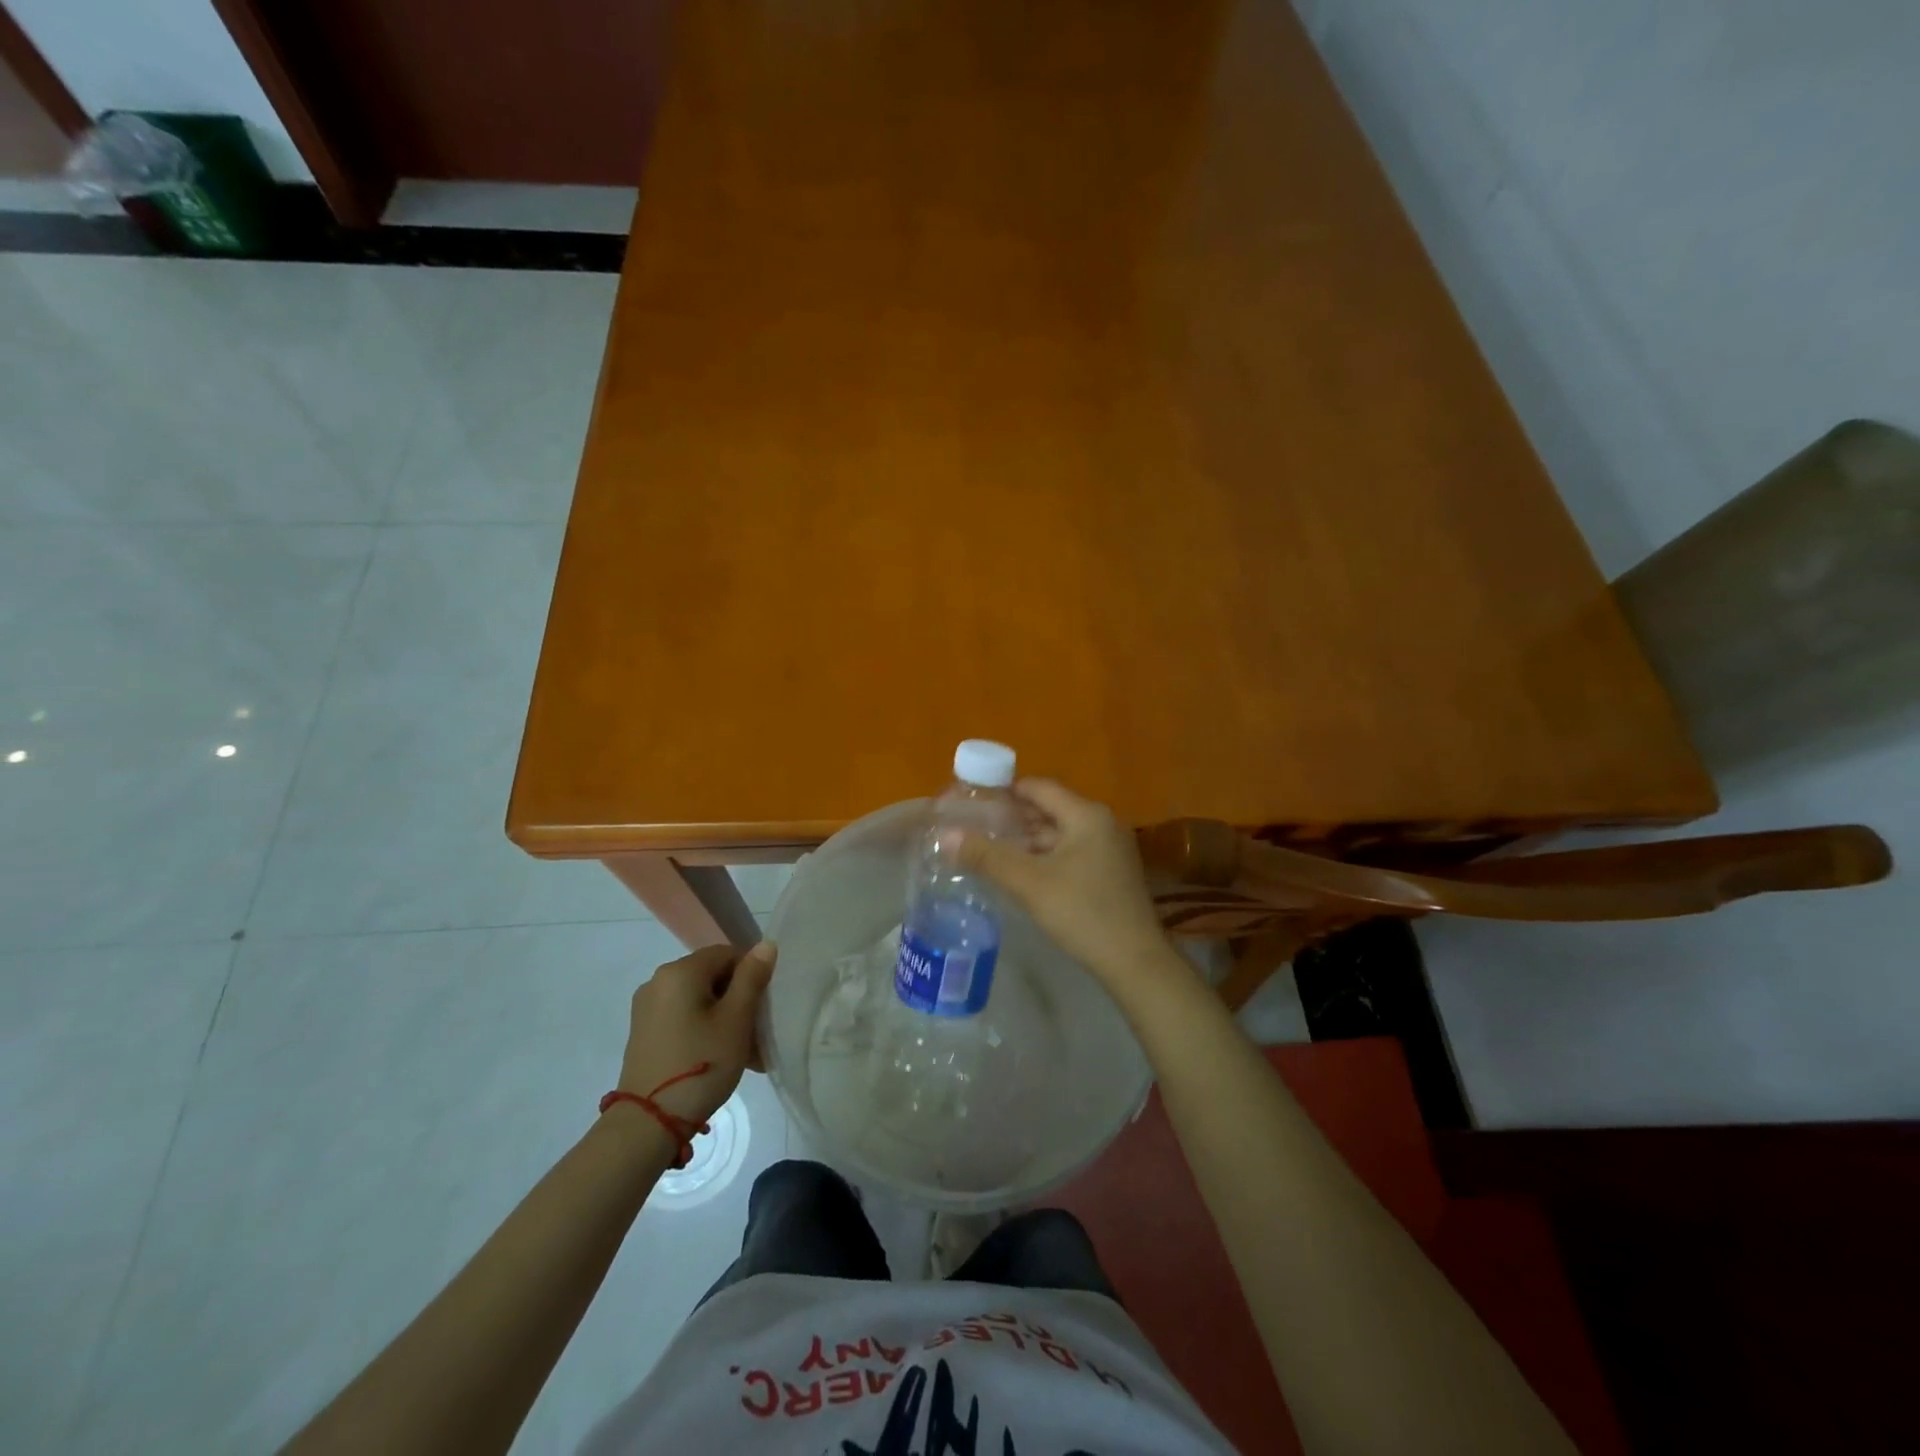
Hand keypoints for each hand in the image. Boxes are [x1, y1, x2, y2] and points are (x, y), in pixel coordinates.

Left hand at [618, 942, 776, 1125]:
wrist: (648, 1123)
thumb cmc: (701, 1063)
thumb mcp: (736, 1019)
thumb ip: (752, 978)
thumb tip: (765, 944)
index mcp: (680, 971)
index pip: (727, 954)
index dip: (751, 975)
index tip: (762, 1007)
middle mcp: (658, 981)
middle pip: (712, 976)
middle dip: (738, 998)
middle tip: (756, 1032)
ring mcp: (647, 1008)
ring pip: (698, 999)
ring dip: (723, 1016)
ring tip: (742, 1050)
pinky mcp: (643, 1032)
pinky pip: (683, 1016)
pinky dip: (703, 1028)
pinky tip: (717, 1055)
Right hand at [958, 779, 1177, 985]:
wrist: (1135, 963)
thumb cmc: (1082, 913)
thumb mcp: (1029, 883)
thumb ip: (987, 856)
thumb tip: (946, 835)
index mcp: (1087, 815)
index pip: (1039, 788)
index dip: (1004, 790)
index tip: (972, 800)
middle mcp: (1102, 824)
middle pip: (1049, 809)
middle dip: (1012, 818)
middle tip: (974, 826)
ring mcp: (1109, 850)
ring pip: (1059, 834)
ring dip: (1027, 841)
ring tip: (989, 849)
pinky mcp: (1110, 874)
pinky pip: (1070, 853)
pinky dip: (1044, 857)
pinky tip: (1019, 872)